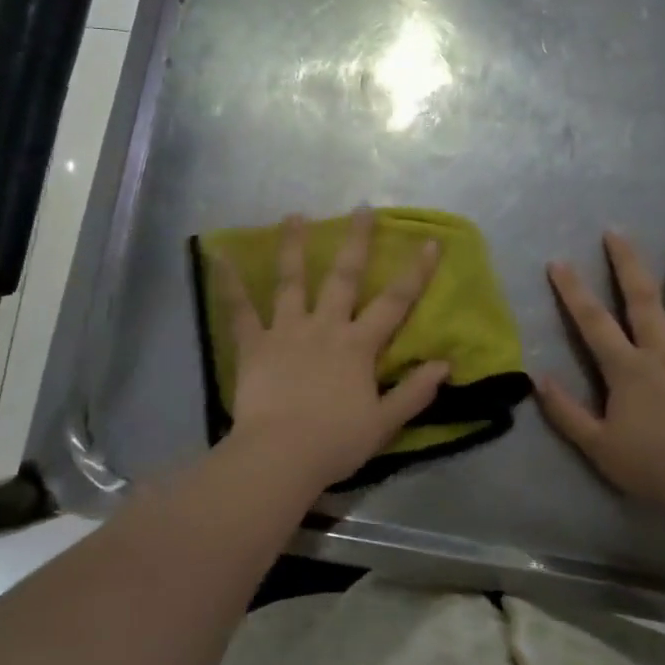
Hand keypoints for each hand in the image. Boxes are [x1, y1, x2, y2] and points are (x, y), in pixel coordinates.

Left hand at [213, 208, 447, 491]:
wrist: (280, 456)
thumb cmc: (335, 442)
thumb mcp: (384, 422)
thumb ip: (414, 392)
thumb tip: (445, 364)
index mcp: (358, 346)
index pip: (395, 303)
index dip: (415, 272)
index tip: (429, 242)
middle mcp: (325, 327)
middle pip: (343, 277)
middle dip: (356, 242)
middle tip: (361, 208)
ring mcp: (287, 331)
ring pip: (291, 281)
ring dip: (294, 247)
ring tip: (295, 215)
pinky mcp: (255, 345)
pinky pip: (240, 310)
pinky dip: (229, 283)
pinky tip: (219, 256)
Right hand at [537, 230, 664, 513]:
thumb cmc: (648, 466)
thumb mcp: (596, 445)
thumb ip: (565, 411)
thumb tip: (537, 378)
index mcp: (627, 370)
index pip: (593, 323)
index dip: (573, 291)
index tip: (558, 262)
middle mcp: (661, 354)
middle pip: (643, 301)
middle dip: (627, 264)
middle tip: (617, 232)